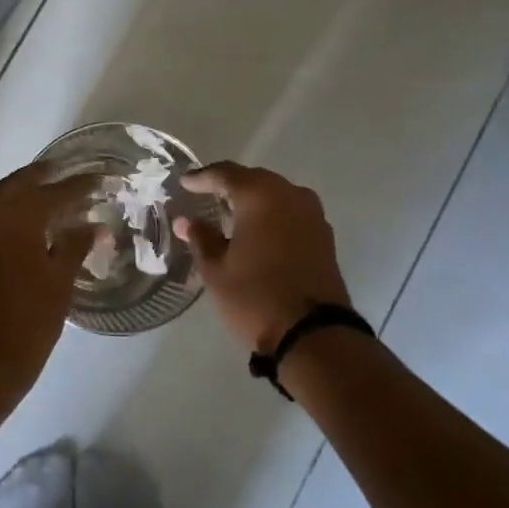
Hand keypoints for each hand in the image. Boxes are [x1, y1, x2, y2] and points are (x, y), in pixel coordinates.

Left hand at [0, 163, 97, 394]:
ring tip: (32, 210)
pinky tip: (1, 246)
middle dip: (38, 181)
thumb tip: (92, 227)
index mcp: (12, 218)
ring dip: (10, 205)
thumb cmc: (25, 324)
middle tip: (59, 178)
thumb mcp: (59, 284)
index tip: (96, 180)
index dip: (77, 186)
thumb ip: (74, 247)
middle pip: (12, 188)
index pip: (52, 192)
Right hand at [175, 162, 354, 353]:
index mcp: (260, 196)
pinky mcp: (324, 236)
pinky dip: (271, 215)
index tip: (184, 183)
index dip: (202, 177)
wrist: (313, 334)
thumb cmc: (255, 297)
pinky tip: (257, 231)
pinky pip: (291, 212)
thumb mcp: (217, 270)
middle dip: (229, 185)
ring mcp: (312, 215)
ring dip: (253, 199)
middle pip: (254, 179)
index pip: (225, 174)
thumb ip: (201, 238)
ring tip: (230, 213)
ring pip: (276, 195)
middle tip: (205, 194)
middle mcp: (290, 195)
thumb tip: (186, 221)